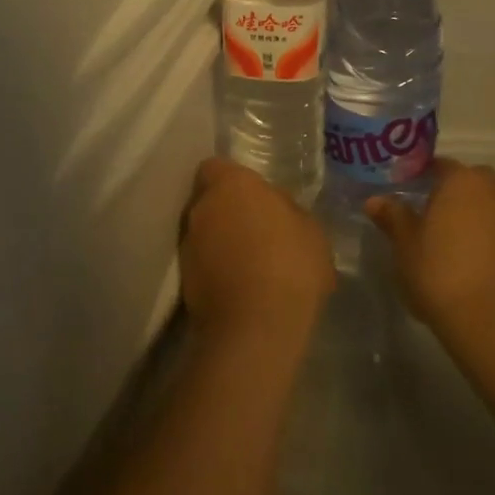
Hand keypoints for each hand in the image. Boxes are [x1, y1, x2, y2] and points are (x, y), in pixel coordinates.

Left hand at [181, 159, 334, 346]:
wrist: (256, 327)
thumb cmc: (291, 265)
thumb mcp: (311, 230)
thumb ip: (287, 210)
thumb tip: (275, 209)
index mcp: (232, 184)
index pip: (218, 167)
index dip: (235, 180)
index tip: (256, 197)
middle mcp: (202, 207)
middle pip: (210, 200)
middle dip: (229, 211)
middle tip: (257, 229)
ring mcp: (188, 244)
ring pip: (204, 231)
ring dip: (221, 241)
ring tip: (250, 262)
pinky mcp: (183, 279)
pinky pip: (202, 262)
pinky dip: (216, 268)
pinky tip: (241, 285)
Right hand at [367, 161, 494, 353]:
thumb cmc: (440, 273)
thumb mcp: (405, 245)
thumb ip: (393, 217)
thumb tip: (375, 200)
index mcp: (461, 181)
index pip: (439, 165)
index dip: (420, 175)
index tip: (404, 191)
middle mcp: (492, 191)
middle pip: (468, 181)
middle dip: (450, 192)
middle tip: (426, 214)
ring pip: (487, 205)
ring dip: (469, 215)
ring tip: (446, 241)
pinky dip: (485, 238)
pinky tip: (469, 262)